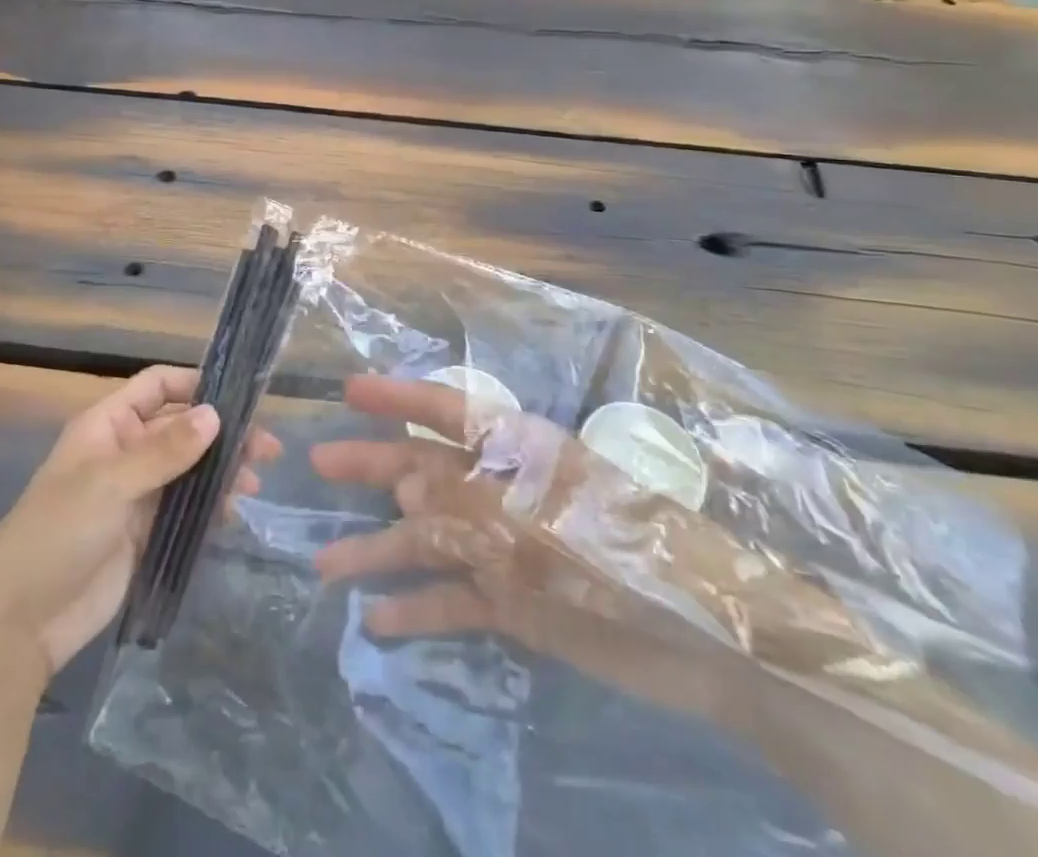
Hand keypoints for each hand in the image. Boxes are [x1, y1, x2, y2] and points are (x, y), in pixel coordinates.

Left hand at [0, 364, 280, 676]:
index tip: (239, 397)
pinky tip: (234, 513)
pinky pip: (187, 506)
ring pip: (189, 467)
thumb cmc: (58, 533)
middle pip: (181, 427)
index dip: (194, 384)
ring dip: (222, 469)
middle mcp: (126, 451)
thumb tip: (216, 415)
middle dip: (221, 432)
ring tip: (252, 484)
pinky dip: (211, 505)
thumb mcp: (109, 483)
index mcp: (108, 425)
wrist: (21, 621)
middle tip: (264, 449)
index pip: (157, 386)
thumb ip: (165, 450)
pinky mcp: (147, 531)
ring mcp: (137, 493)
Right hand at [309, 377, 1037, 856]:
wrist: (721, 645)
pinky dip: (420, 611)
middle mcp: (505, 491)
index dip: (398, 398)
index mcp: (520, 451)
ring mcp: (508, 548)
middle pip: (426, 469)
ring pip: (430, 541)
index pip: (448, 410)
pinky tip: (380, 623)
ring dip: (381, 550)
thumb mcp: (552, 520)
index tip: (349, 393)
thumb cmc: (638, 553)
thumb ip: (478, 502)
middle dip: (372, 464)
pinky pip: (456, 602)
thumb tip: (404, 483)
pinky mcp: (518, 606)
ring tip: (325, 564)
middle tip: (316, 464)